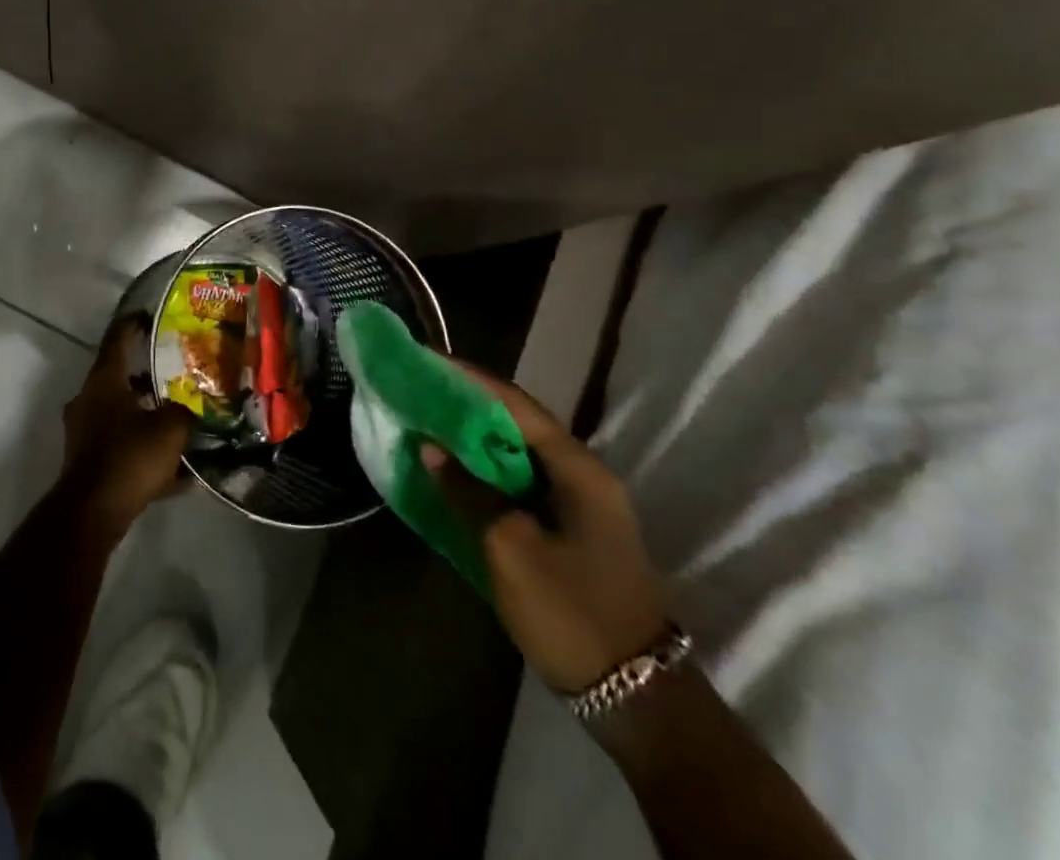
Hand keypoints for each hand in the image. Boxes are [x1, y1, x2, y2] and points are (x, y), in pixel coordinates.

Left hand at [61, 316, 193, 535]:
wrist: (93, 512)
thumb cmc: (130, 456)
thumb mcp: (171, 428)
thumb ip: (184, 412)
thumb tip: (191, 411)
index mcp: (103, 381)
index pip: (117, 339)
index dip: (133, 325)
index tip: (148, 316)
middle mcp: (88, 400)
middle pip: (118, 378)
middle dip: (145, 376)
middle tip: (173, 373)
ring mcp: (83, 431)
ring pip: (121, 414)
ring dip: (146, 416)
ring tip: (178, 421)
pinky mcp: (87, 461)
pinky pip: (122, 447)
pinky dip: (144, 452)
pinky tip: (176, 473)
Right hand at [423, 366, 670, 693]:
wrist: (638, 700)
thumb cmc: (572, 613)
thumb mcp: (509, 549)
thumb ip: (469, 491)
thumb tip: (433, 447)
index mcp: (578, 470)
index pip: (516, 404)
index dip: (470, 379)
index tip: (428, 360)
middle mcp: (584, 475)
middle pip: (518, 423)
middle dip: (469, 404)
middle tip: (421, 391)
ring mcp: (581, 505)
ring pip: (519, 454)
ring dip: (475, 438)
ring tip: (428, 423)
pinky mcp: (571, 530)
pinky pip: (522, 483)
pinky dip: (487, 470)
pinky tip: (455, 472)